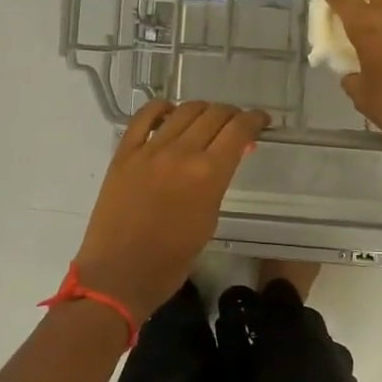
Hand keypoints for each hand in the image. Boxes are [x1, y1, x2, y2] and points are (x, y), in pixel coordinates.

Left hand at [73, 99, 269, 318]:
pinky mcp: (124, 152)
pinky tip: (169, 113)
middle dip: (231, 114)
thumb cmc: (172, 260)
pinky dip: (161, 108)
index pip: (239, 130)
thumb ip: (218, 182)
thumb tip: (225, 158)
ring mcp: (149, 149)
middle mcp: (181, 152)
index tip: (261, 121)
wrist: (120, 273)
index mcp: (208, 173)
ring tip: (207, 119)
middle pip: (214, 114)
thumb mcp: (209, 220)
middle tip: (236, 124)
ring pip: (183, 111)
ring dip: (202, 109)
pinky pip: (143, 116)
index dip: (254, 119)